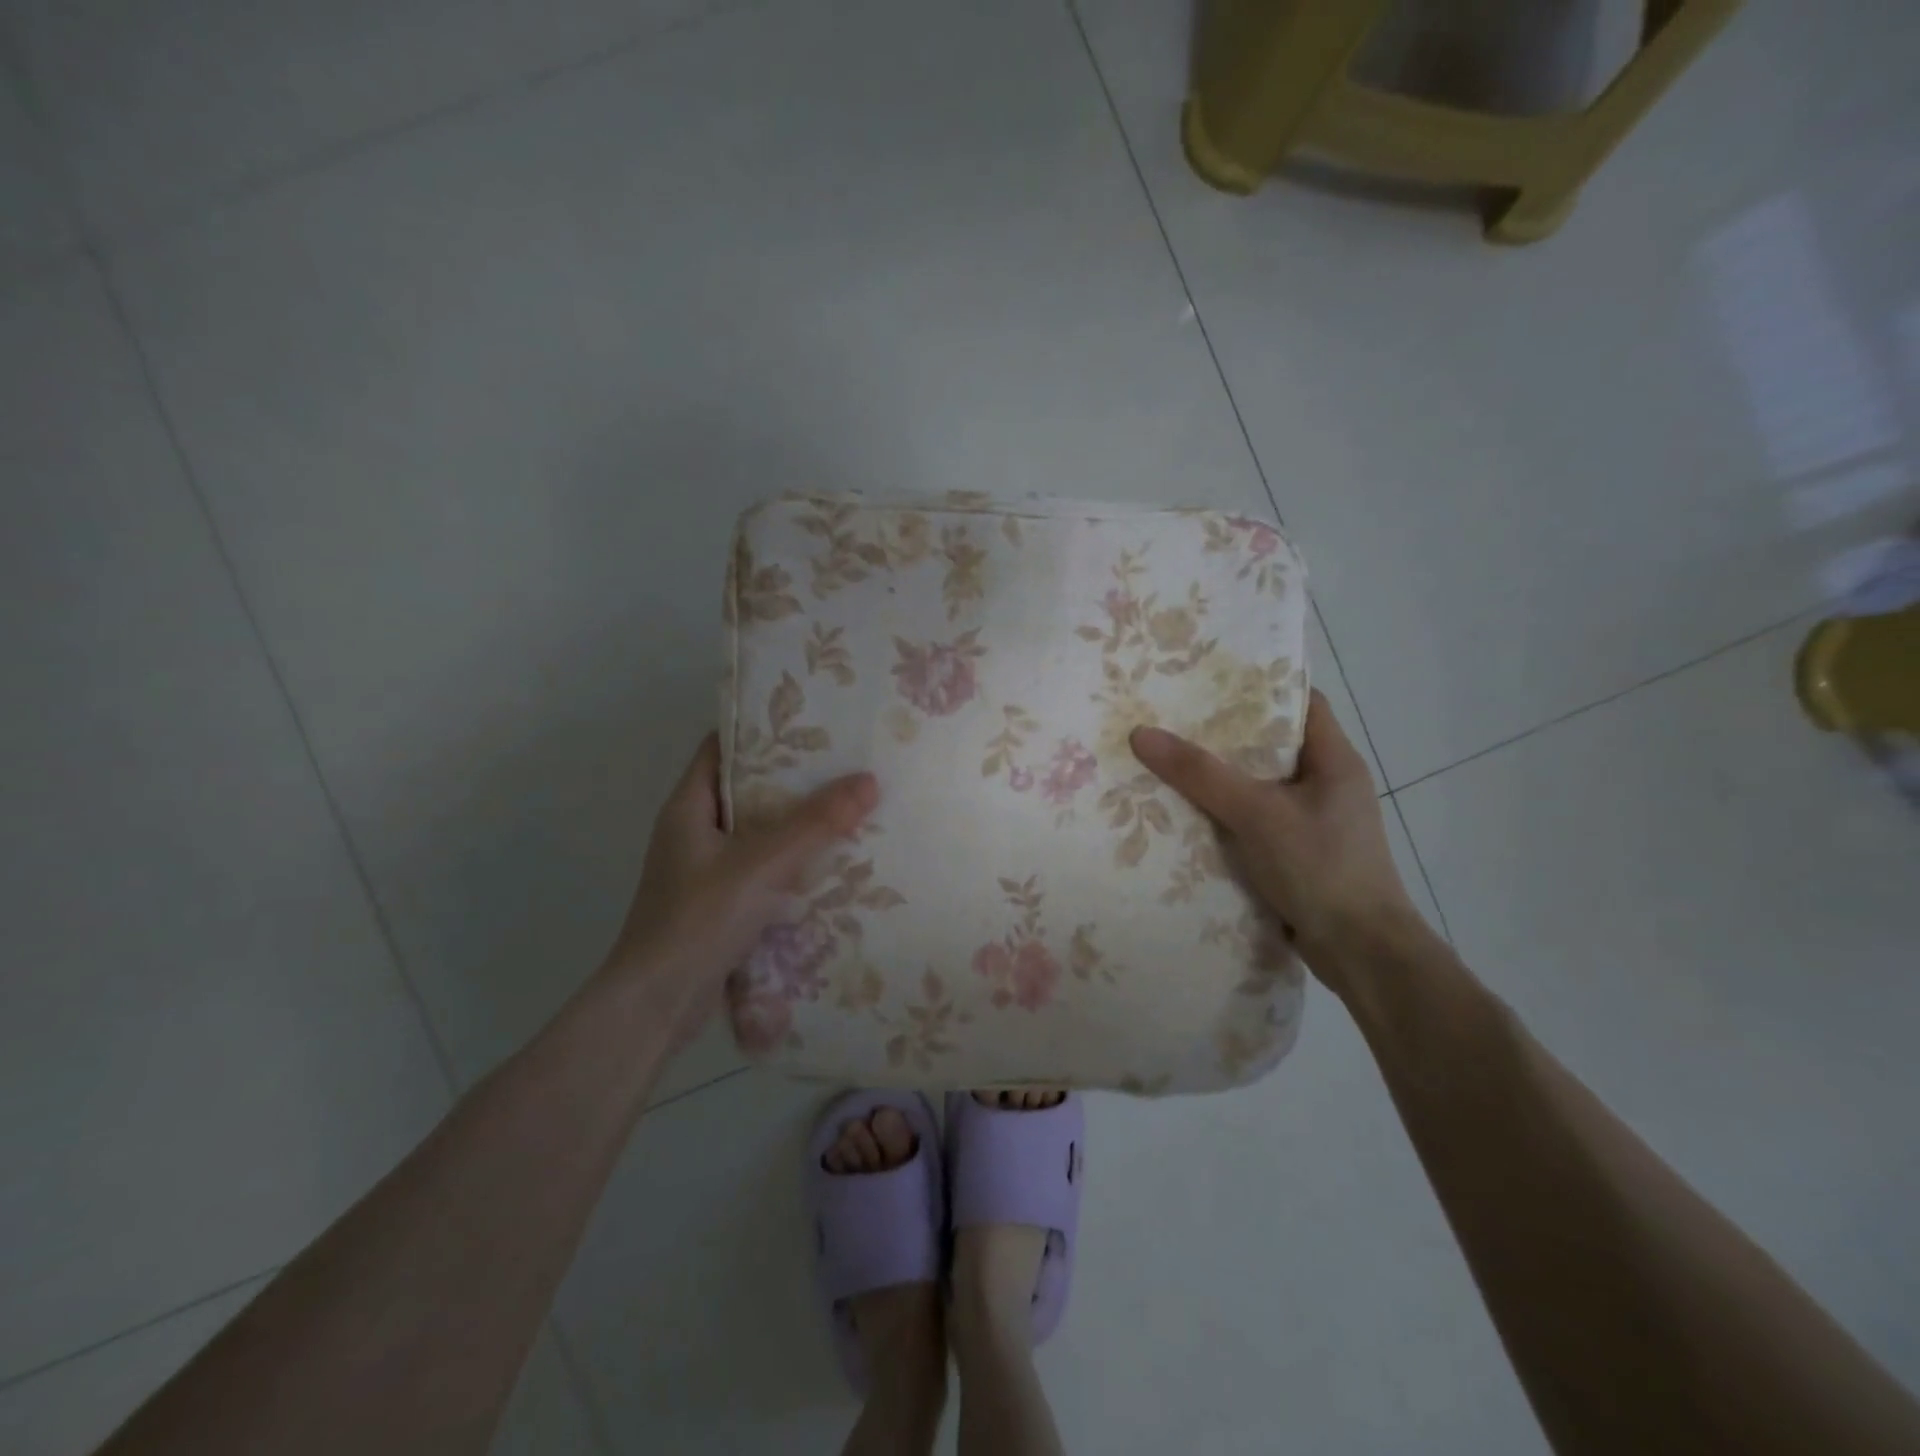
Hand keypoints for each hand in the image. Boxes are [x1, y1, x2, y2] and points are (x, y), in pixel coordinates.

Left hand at [605, 735, 877, 1037]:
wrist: (657, 1006)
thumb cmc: (699, 920)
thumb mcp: (762, 864)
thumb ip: (816, 824)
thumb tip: (868, 780)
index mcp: (688, 807)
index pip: (720, 747)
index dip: (760, 730)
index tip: (809, 722)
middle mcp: (693, 832)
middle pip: (746, 790)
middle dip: (792, 779)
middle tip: (843, 763)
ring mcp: (704, 870)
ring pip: (757, 832)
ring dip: (796, 824)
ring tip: (848, 807)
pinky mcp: (719, 904)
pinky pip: (761, 869)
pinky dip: (791, 862)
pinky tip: (831, 864)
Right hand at [1131, 691, 1425, 995]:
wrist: (1360, 953)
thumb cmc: (1320, 867)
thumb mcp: (1256, 813)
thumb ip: (1200, 774)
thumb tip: (1141, 733)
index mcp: (1334, 759)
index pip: (1300, 702)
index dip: (1258, 686)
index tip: (1208, 679)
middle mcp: (1328, 784)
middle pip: (1271, 744)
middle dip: (1224, 733)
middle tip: (1173, 719)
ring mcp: (1315, 821)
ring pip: (1259, 785)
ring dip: (1220, 778)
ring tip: (1168, 760)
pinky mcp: (1299, 854)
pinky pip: (1255, 821)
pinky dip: (1225, 815)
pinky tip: (1186, 815)